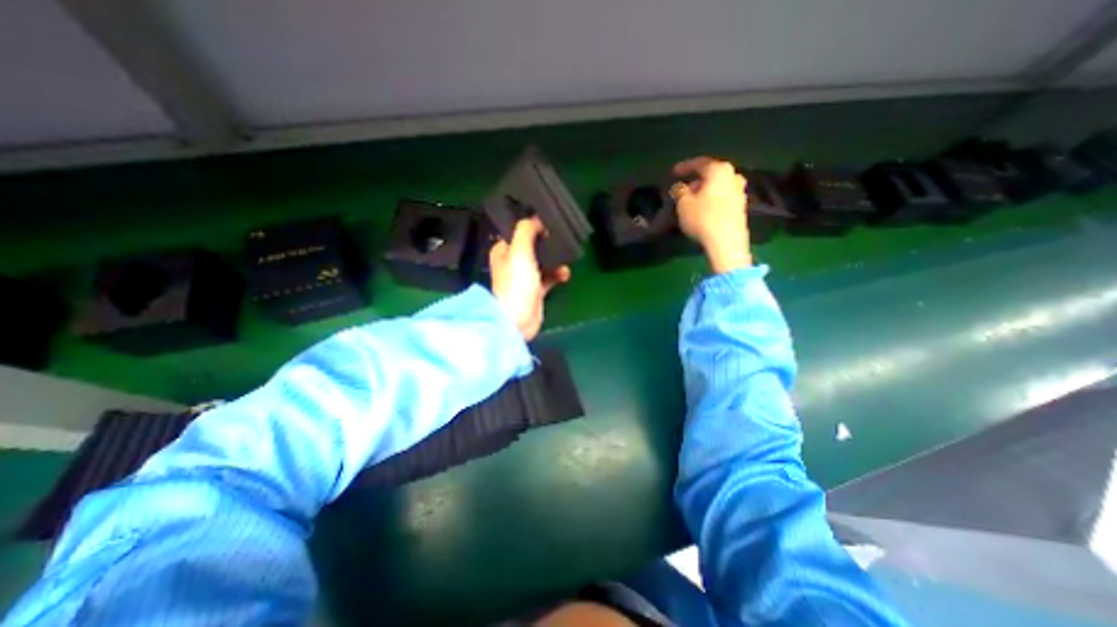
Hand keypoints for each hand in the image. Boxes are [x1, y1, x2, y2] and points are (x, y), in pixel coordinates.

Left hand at [491, 218, 569, 341]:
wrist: (518, 320)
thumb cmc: (516, 284)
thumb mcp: (519, 252)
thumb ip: (526, 231)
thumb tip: (536, 219)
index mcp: (503, 250)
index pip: (517, 231)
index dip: (531, 224)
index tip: (548, 220)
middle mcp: (512, 261)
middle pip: (532, 245)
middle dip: (547, 241)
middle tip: (561, 236)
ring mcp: (524, 277)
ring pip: (542, 261)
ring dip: (555, 259)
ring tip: (566, 257)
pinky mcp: (535, 290)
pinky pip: (549, 276)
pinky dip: (557, 274)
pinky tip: (565, 274)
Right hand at [671, 153, 750, 272]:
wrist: (726, 242)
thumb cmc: (702, 218)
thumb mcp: (683, 204)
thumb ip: (679, 191)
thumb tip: (679, 187)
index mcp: (719, 170)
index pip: (700, 163)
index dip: (685, 167)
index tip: (674, 173)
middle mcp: (733, 176)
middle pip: (712, 175)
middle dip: (697, 181)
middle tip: (685, 190)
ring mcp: (740, 192)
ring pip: (719, 187)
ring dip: (706, 192)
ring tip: (694, 202)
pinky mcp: (742, 208)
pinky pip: (724, 198)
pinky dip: (713, 201)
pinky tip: (704, 211)